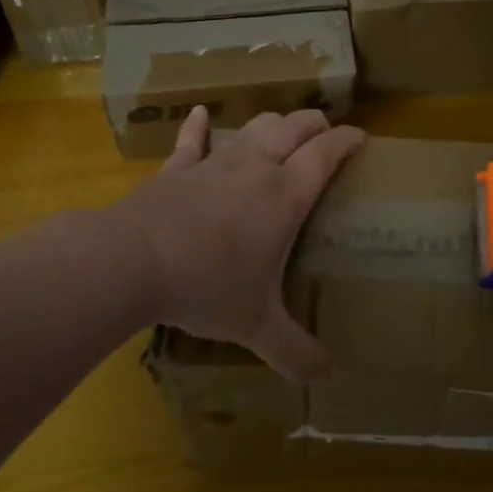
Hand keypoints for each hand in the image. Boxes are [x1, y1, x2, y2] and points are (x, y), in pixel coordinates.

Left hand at [117, 106, 364, 379]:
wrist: (132, 262)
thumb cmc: (207, 287)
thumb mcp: (257, 325)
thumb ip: (296, 351)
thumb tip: (331, 377)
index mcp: (285, 196)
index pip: (325, 154)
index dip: (346, 140)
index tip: (361, 136)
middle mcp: (256, 169)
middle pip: (293, 128)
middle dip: (315, 123)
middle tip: (326, 130)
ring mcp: (214, 164)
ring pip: (252, 128)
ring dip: (273, 122)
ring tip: (282, 126)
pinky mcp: (177, 170)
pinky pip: (192, 141)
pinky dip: (198, 126)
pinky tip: (199, 114)